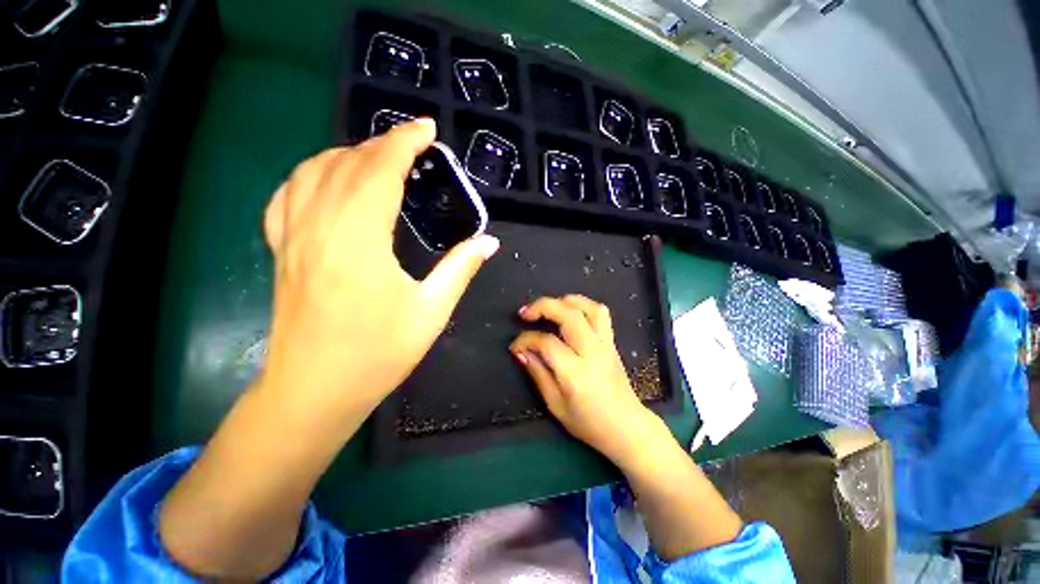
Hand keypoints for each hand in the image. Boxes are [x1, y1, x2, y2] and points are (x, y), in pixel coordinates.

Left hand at [259, 119, 499, 420]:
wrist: (314, 391)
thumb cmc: (377, 355)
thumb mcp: (431, 312)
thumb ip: (460, 269)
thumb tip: (488, 242)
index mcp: (359, 242)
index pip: (379, 170)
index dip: (404, 142)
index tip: (427, 129)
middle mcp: (319, 227)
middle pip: (347, 164)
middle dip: (383, 144)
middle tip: (415, 146)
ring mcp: (292, 237)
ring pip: (313, 171)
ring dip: (349, 154)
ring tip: (380, 158)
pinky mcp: (282, 250)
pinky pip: (288, 193)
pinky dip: (312, 173)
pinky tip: (330, 180)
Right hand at [510, 295, 670, 465]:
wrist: (627, 427)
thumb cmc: (589, 422)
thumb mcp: (555, 405)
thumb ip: (538, 374)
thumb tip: (521, 352)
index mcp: (575, 372)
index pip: (546, 342)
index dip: (525, 340)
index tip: (515, 346)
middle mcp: (592, 351)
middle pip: (568, 315)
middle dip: (543, 307)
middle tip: (525, 314)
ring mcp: (605, 344)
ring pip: (588, 308)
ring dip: (565, 301)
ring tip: (549, 307)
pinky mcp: (611, 342)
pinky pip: (601, 313)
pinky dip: (583, 305)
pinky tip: (570, 312)